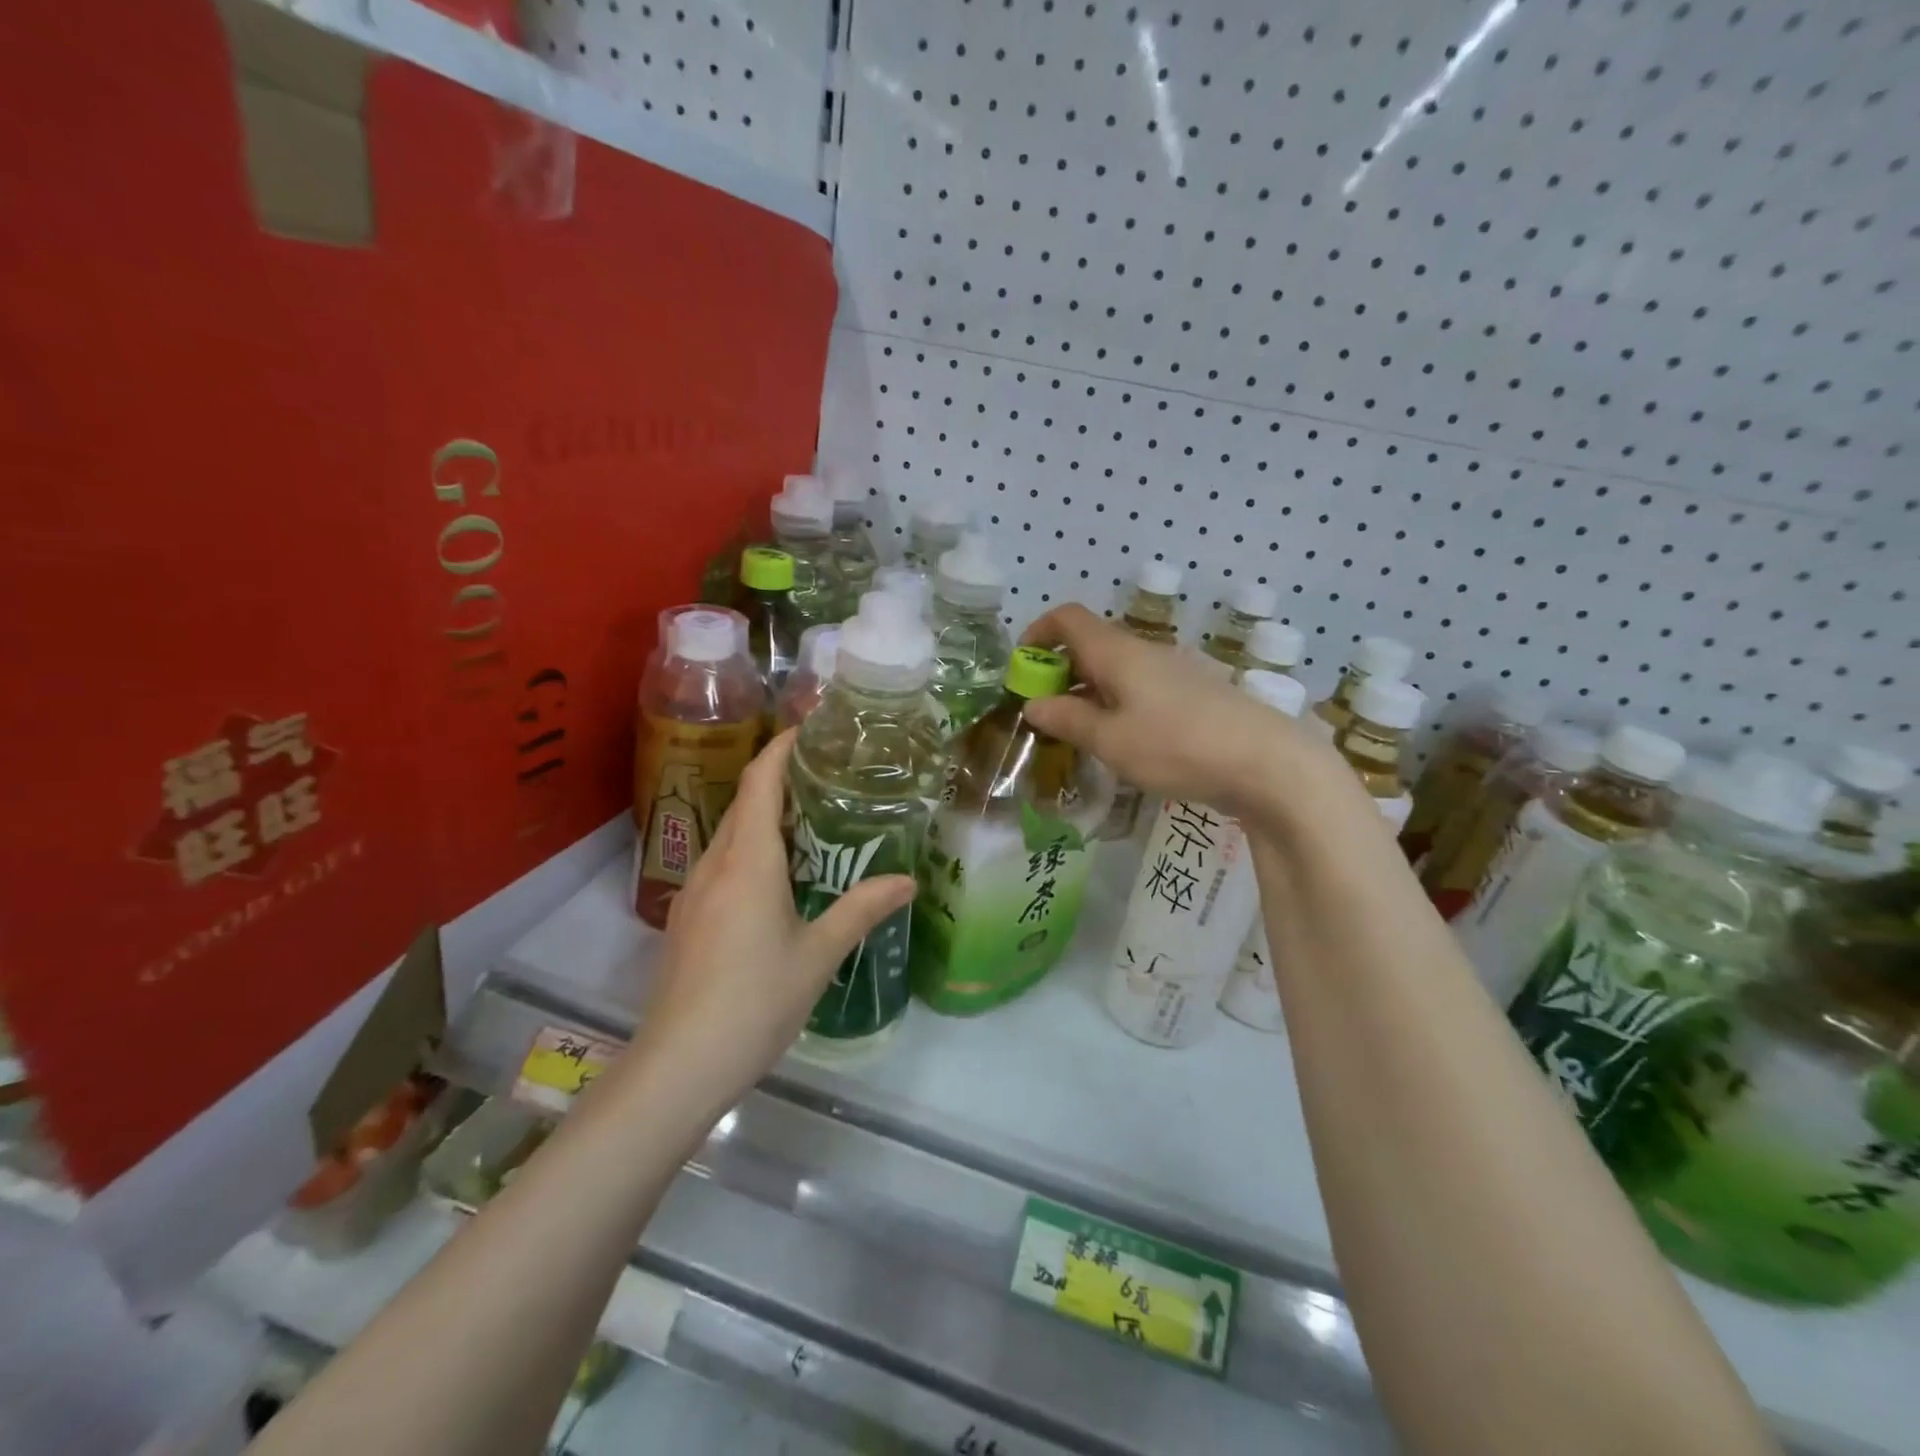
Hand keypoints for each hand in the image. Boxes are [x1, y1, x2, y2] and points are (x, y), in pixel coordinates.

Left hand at [629, 729, 914, 1113]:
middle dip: (779, 779)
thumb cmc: (755, 1001)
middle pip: (744, 803)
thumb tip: (908, 880)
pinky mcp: (686, 920)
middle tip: (828, 775)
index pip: (760, 782)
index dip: (781, 748)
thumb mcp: (818, 954)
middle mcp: (715, 865)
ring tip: (811, 821)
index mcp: (748, 862)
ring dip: (764, 817)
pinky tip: (778, 879)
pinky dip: (751, 851)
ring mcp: (693, 893)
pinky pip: (722, 865)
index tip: (811, 729)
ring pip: (730, 836)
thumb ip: (862, 910)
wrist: (680, 1065)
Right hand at [1021, 602, 1341, 821]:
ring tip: (1078, 735)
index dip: (1038, 633)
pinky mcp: (1193, 696)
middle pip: (1091, 645)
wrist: (1266, 763)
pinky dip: (1117, 705)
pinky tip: (1122, 743)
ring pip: (1116, 670)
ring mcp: (1173, 672)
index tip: (1022, 668)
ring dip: (1088, 693)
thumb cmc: (1177, 746)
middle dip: (1059, 672)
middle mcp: (1144, 653)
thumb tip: (1033, 705)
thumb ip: (1068, 720)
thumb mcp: (1111, 741)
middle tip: (1045, 714)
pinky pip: (1140, 689)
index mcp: (1118, 653)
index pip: (1068, 618)